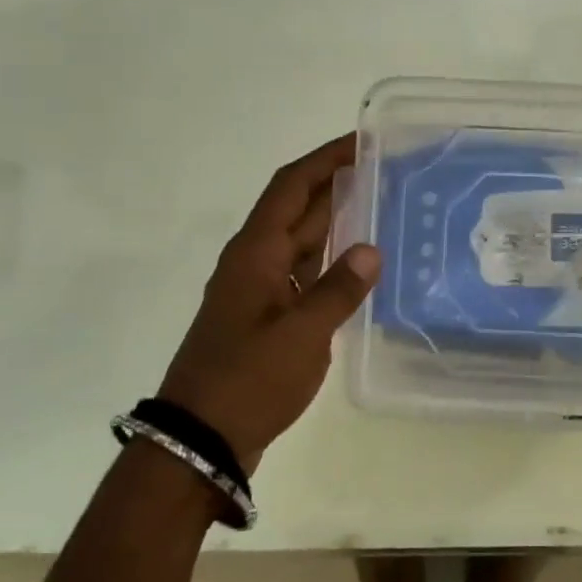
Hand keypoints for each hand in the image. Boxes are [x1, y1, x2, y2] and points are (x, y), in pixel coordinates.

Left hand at [159, 135, 380, 469]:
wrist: (199, 440)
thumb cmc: (247, 380)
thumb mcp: (300, 335)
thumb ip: (338, 290)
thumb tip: (370, 249)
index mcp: (256, 253)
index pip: (291, 187)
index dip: (324, 160)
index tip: (360, 141)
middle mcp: (255, 261)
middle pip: (297, 209)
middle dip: (335, 184)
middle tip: (383, 171)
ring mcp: (259, 290)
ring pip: (301, 241)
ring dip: (334, 220)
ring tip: (380, 206)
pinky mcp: (267, 317)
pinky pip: (303, 273)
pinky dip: (329, 261)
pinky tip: (358, 265)